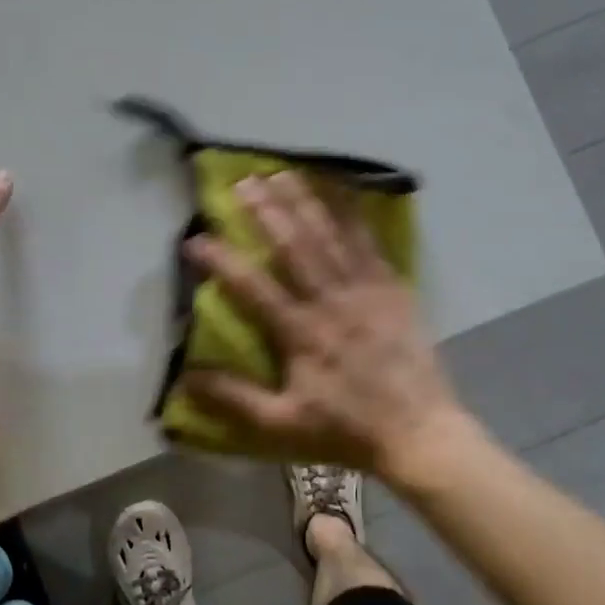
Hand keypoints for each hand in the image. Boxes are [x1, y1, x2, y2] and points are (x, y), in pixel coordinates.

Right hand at [182, 171, 471, 481]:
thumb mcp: (282, 424)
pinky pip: (369, 242)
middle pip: (293, 245)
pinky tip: (341, 191)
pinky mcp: (392, 288)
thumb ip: (234, 399)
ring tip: (282, 173)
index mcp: (301, 333)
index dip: (221, 261)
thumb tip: (185, 377)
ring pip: (330, 235)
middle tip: (242, 181)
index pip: (252, 287)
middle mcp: (331, 301)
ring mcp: (365, 289)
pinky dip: (353, 214)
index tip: (194, 239)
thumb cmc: (346, 429)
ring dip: (304, 201)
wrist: (419, 431)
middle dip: (265, 210)